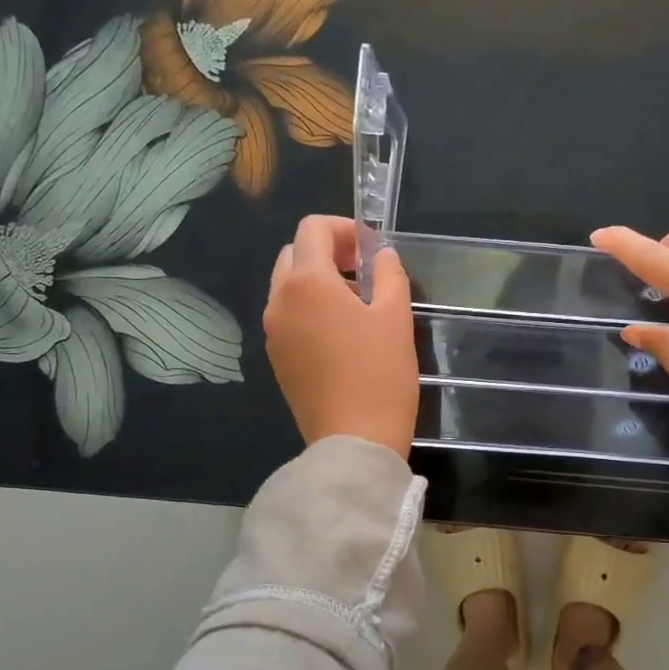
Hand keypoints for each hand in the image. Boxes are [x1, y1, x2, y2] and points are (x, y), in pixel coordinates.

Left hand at [263, 215, 418, 458]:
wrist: (354, 440)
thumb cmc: (380, 374)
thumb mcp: (396, 317)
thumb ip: (389, 275)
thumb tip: (382, 256)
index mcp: (306, 282)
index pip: (312, 229)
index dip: (344, 229)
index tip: (371, 249)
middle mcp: (279, 301)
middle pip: (294, 254)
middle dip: (327, 252)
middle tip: (363, 272)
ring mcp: (272, 332)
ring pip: (287, 287)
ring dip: (317, 281)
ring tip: (356, 305)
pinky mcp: (276, 359)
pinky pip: (287, 317)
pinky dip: (308, 309)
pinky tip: (340, 334)